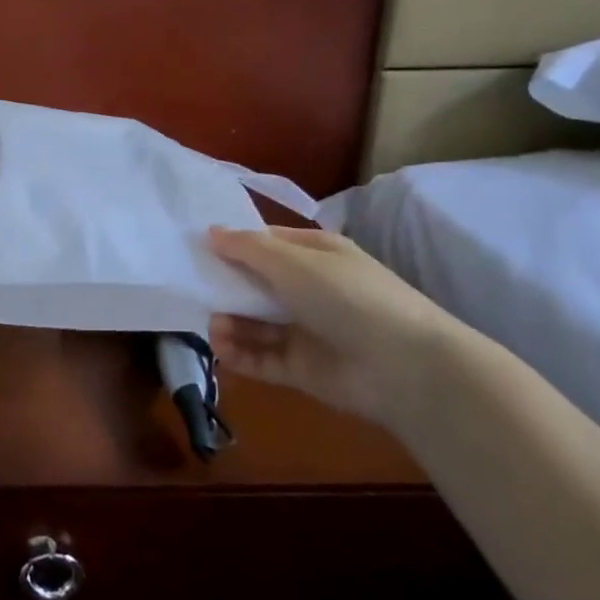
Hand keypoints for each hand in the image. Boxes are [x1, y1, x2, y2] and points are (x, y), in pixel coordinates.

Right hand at [205, 225, 455, 427]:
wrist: (403, 367)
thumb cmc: (346, 297)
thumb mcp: (293, 261)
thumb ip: (247, 248)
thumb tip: (210, 231)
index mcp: (316, 256)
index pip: (267, 244)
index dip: (234, 245)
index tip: (197, 250)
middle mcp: (310, 291)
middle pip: (256, 285)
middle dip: (226, 288)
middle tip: (196, 292)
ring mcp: (306, 331)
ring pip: (255, 324)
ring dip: (229, 323)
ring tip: (214, 326)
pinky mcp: (301, 368)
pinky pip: (261, 359)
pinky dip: (239, 354)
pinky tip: (222, 349)